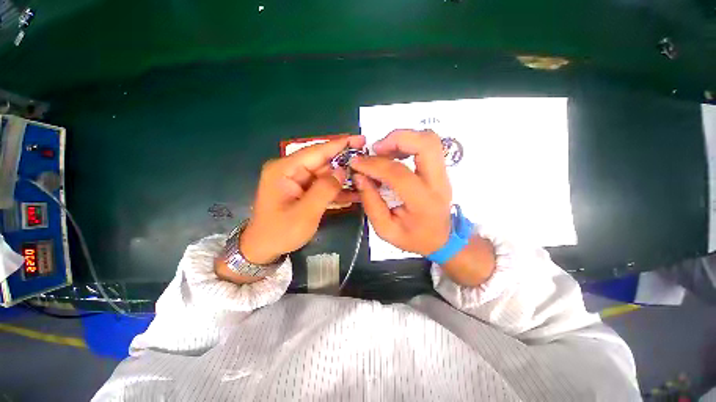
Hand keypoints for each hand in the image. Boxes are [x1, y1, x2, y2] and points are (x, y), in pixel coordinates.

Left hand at [240, 135, 365, 263]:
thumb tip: (342, 171)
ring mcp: (297, 180)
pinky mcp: (302, 190)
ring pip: (326, 175)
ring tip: (365, 178)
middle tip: (368, 162)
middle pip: (323, 162)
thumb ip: (325, 190)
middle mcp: (290, 170)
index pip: (316, 151)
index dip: (339, 145)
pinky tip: (354, 193)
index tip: (360, 139)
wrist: (264, 249)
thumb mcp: (305, 213)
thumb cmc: (280, 232)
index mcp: (285, 169)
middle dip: (345, 163)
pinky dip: (337, 190)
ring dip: (344, 178)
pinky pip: (323, 186)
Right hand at [350, 129, 452, 255]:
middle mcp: (438, 183)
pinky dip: (408, 143)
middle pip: (426, 144)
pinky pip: (427, 145)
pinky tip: (393, 154)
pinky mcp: (440, 169)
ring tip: (383, 151)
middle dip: (396, 139)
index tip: (356, 162)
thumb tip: (359, 176)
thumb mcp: (385, 229)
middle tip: (375, 149)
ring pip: (429, 139)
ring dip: (402, 138)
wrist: (442, 239)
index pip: (399, 174)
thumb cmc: (413, 237)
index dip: (374, 165)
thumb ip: (371, 203)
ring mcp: (443, 173)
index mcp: (423, 203)